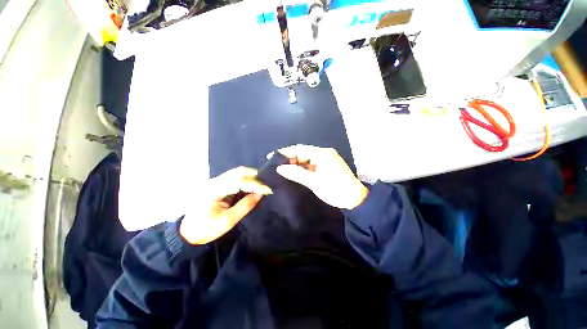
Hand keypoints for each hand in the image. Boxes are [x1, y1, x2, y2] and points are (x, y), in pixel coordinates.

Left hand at [180, 167, 271, 244]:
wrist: (187, 232)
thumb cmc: (206, 229)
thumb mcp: (228, 221)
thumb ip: (245, 206)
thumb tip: (260, 194)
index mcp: (214, 190)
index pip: (239, 181)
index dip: (256, 184)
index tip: (268, 190)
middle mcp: (214, 181)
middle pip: (238, 171)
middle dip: (255, 176)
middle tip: (266, 185)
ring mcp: (215, 181)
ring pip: (237, 172)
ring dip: (251, 177)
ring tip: (261, 185)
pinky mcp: (217, 184)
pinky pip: (234, 177)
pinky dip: (245, 179)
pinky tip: (251, 186)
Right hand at [272, 145, 367, 209]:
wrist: (355, 200)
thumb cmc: (335, 189)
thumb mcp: (314, 182)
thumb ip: (296, 173)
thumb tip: (280, 168)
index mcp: (322, 154)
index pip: (300, 149)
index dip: (285, 152)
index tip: (271, 156)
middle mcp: (324, 154)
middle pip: (302, 153)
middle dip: (289, 159)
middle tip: (276, 166)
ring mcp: (325, 160)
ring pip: (306, 160)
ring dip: (295, 164)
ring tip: (283, 170)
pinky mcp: (326, 167)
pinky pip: (311, 165)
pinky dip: (302, 169)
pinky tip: (294, 173)